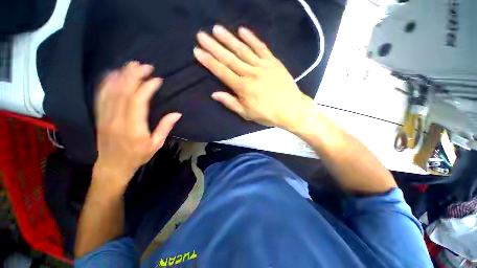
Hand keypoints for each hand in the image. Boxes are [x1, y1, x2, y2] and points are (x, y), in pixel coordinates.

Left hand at [94, 61, 180, 188]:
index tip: (157, 79)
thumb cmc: (137, 156)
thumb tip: (177, 114)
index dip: (147, 88)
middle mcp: (117, 119)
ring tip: (131, 65)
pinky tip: (113, 74)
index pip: (138, 102)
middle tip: (144, 65)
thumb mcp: (155, 144)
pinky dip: (106, 83)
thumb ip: (165, 128)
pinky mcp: (99, 116)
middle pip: (124, 92)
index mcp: (133, 128)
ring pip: (111, 91)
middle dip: (134, 76)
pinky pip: (100, 96)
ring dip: (121, 76)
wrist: (112, 165)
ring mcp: (105, 117)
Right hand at [193, 25, 311, 128]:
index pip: (222, 72)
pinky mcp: (273, 62)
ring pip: (243, 50)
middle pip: (230, 58)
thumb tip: (214, 94)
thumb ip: (231, 103)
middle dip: (214, 46)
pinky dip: (251, 38)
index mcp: (243, 88)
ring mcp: (263, 66)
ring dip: (229, 39)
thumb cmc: (267, 114)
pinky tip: (242, 30)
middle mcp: (251, 73)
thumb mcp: (247, 113)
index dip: (209, 61)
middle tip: (201, 35)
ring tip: (217, 29)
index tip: (197, 51)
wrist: (291, 109)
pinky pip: (261, 47)